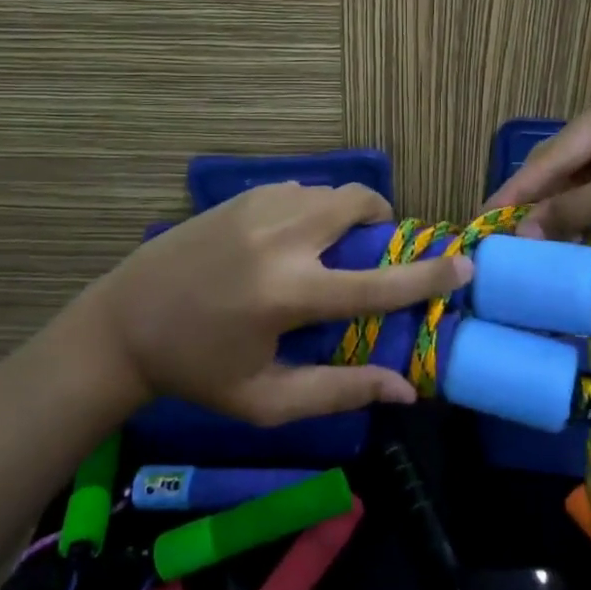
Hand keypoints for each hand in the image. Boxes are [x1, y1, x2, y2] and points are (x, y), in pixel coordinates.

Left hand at [77, 183, 471, 425]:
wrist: (124, 323)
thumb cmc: (198, 371)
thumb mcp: (266, 400)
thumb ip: (339, 390)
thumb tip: (405, 389)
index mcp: (288, 294)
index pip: (377, 283)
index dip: (429, 276)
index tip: (466, 265)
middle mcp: (280, 237)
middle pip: (360, 204)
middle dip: (381, 222)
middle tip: (370, 253)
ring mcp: (258, 206)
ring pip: (330, 192)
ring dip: (345, 216)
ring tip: (325, 252)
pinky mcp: (241, 195)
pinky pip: (300, 190)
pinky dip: (312, 209)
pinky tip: (287, 243)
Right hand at [483, 75, 590, 241]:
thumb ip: (577, 208)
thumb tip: (522, 233)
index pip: (555, 152)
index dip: (518, 187)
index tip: (483, 215)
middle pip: (566, 162)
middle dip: (536, 198)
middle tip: (497, 231)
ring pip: (584, 177)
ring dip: (559, 208)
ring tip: (522, 237)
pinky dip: (586, 210)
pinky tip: (563, 232)